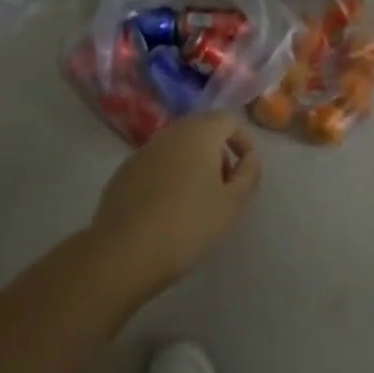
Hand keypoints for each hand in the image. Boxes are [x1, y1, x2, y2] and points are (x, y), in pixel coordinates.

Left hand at [91, 113, 261, 294]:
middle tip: (223, 188)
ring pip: (177, 147)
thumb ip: (249, 175)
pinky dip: (168, 177)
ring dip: (193, 165)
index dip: (242, 142)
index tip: (244, 173)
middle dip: (217, 154)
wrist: (124, 252)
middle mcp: (171, 132)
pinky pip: (156, 165)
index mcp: (199, 132)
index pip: (229, 120)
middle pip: (202, 130)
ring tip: (196, 203)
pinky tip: (166, 211)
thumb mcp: (233, 205)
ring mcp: (143, 150)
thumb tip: (249, 158)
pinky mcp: (124, 171)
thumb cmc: (187, 225)